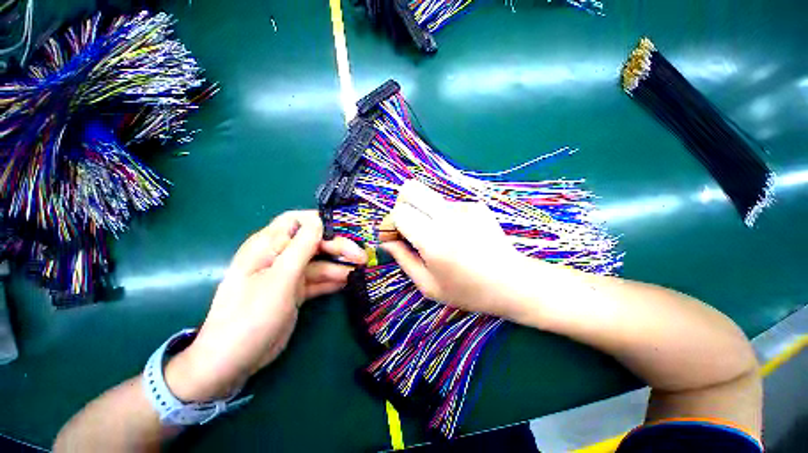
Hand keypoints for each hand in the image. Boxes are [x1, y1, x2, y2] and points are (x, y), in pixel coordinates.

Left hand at [165, 210, 365, 401]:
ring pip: (320, 263)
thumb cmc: (251, 314)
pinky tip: (350, 282)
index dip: (320, 221)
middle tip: (362, 257)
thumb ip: (301, 247)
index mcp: (268, 245)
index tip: (345, 228)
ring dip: (340, 266)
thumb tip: (318, 221)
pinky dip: (333, 281)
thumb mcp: (280, 278)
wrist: (233, 360)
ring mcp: (289, 275)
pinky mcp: (295, 292)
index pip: (296, 221)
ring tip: (362, 271)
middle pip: (315, 243)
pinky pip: (318, 281)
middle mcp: (280, 256)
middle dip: (339, 247)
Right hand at [381, 180, 528, 318]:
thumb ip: (403, 259)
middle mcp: (448, 217)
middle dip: (401, 205)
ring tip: (435, 235)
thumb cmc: (468, 291)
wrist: (514, 282)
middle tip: (407, 226)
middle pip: (410, 189)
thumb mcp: (428, 285)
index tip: (394, 237)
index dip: (390, 224)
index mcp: (434, 240)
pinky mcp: (475, 205)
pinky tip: (456, 234)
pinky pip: (445, 204)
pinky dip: (441, 216)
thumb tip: (387, 241)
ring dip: (422, 212)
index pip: (399, 213)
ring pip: (427, 196)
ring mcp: (464, 207)